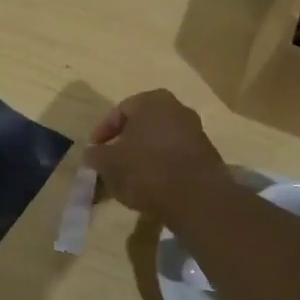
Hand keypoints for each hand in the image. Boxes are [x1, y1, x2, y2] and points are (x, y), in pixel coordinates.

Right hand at [86, 89, 230, 223]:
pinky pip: (174, 158)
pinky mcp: (206, 157)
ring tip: (127, 181)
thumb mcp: (108, 163)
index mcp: (152, 101)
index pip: (119, 111)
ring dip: (141, 159)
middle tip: (109, 165)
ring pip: (157, 143)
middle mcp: (177, 109)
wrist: (196, 198)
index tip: (94, 152)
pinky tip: (149, 188)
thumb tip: (93, 154)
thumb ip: (96, 155)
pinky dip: (160, 169)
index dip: (102, 132)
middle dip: (123, 146)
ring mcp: (195, 132)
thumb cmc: (145, 169)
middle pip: (141, 127)